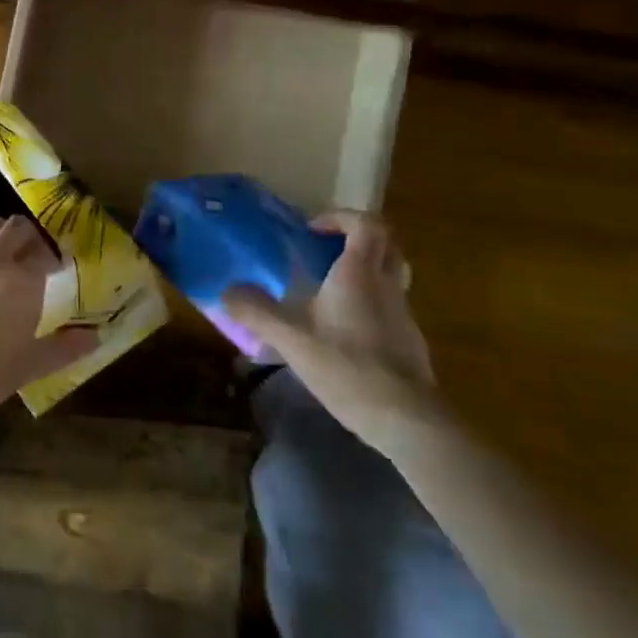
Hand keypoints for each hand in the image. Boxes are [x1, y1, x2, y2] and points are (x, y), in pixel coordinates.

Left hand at [0, 214, 97, 423]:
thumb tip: (97, 335)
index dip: (52, 260)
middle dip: (30, 239)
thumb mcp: (29, 366)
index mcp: (24, 282)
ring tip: (4, 240)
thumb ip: (64, 347)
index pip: (45, 256)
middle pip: (19, 230)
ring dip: (1, 228)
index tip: (55, 269)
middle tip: (31, 254)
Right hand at [222, 213, 441, 456]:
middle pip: (386, 242)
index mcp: (359, 273)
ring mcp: (403, 312)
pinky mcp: (411, 340)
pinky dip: (372, 301)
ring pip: (392, 272)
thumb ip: (258, 313)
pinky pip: (392, 303)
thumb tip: (227, 291)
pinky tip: (347, 329)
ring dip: (367, 268)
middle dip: (357, 237)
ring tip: (332, 288)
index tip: (313, 231)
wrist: (407, 420)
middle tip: (326, 249)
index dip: (340, 217)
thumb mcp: (292, 340)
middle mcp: (386, 284)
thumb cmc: (348, 367)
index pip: (365, 223)